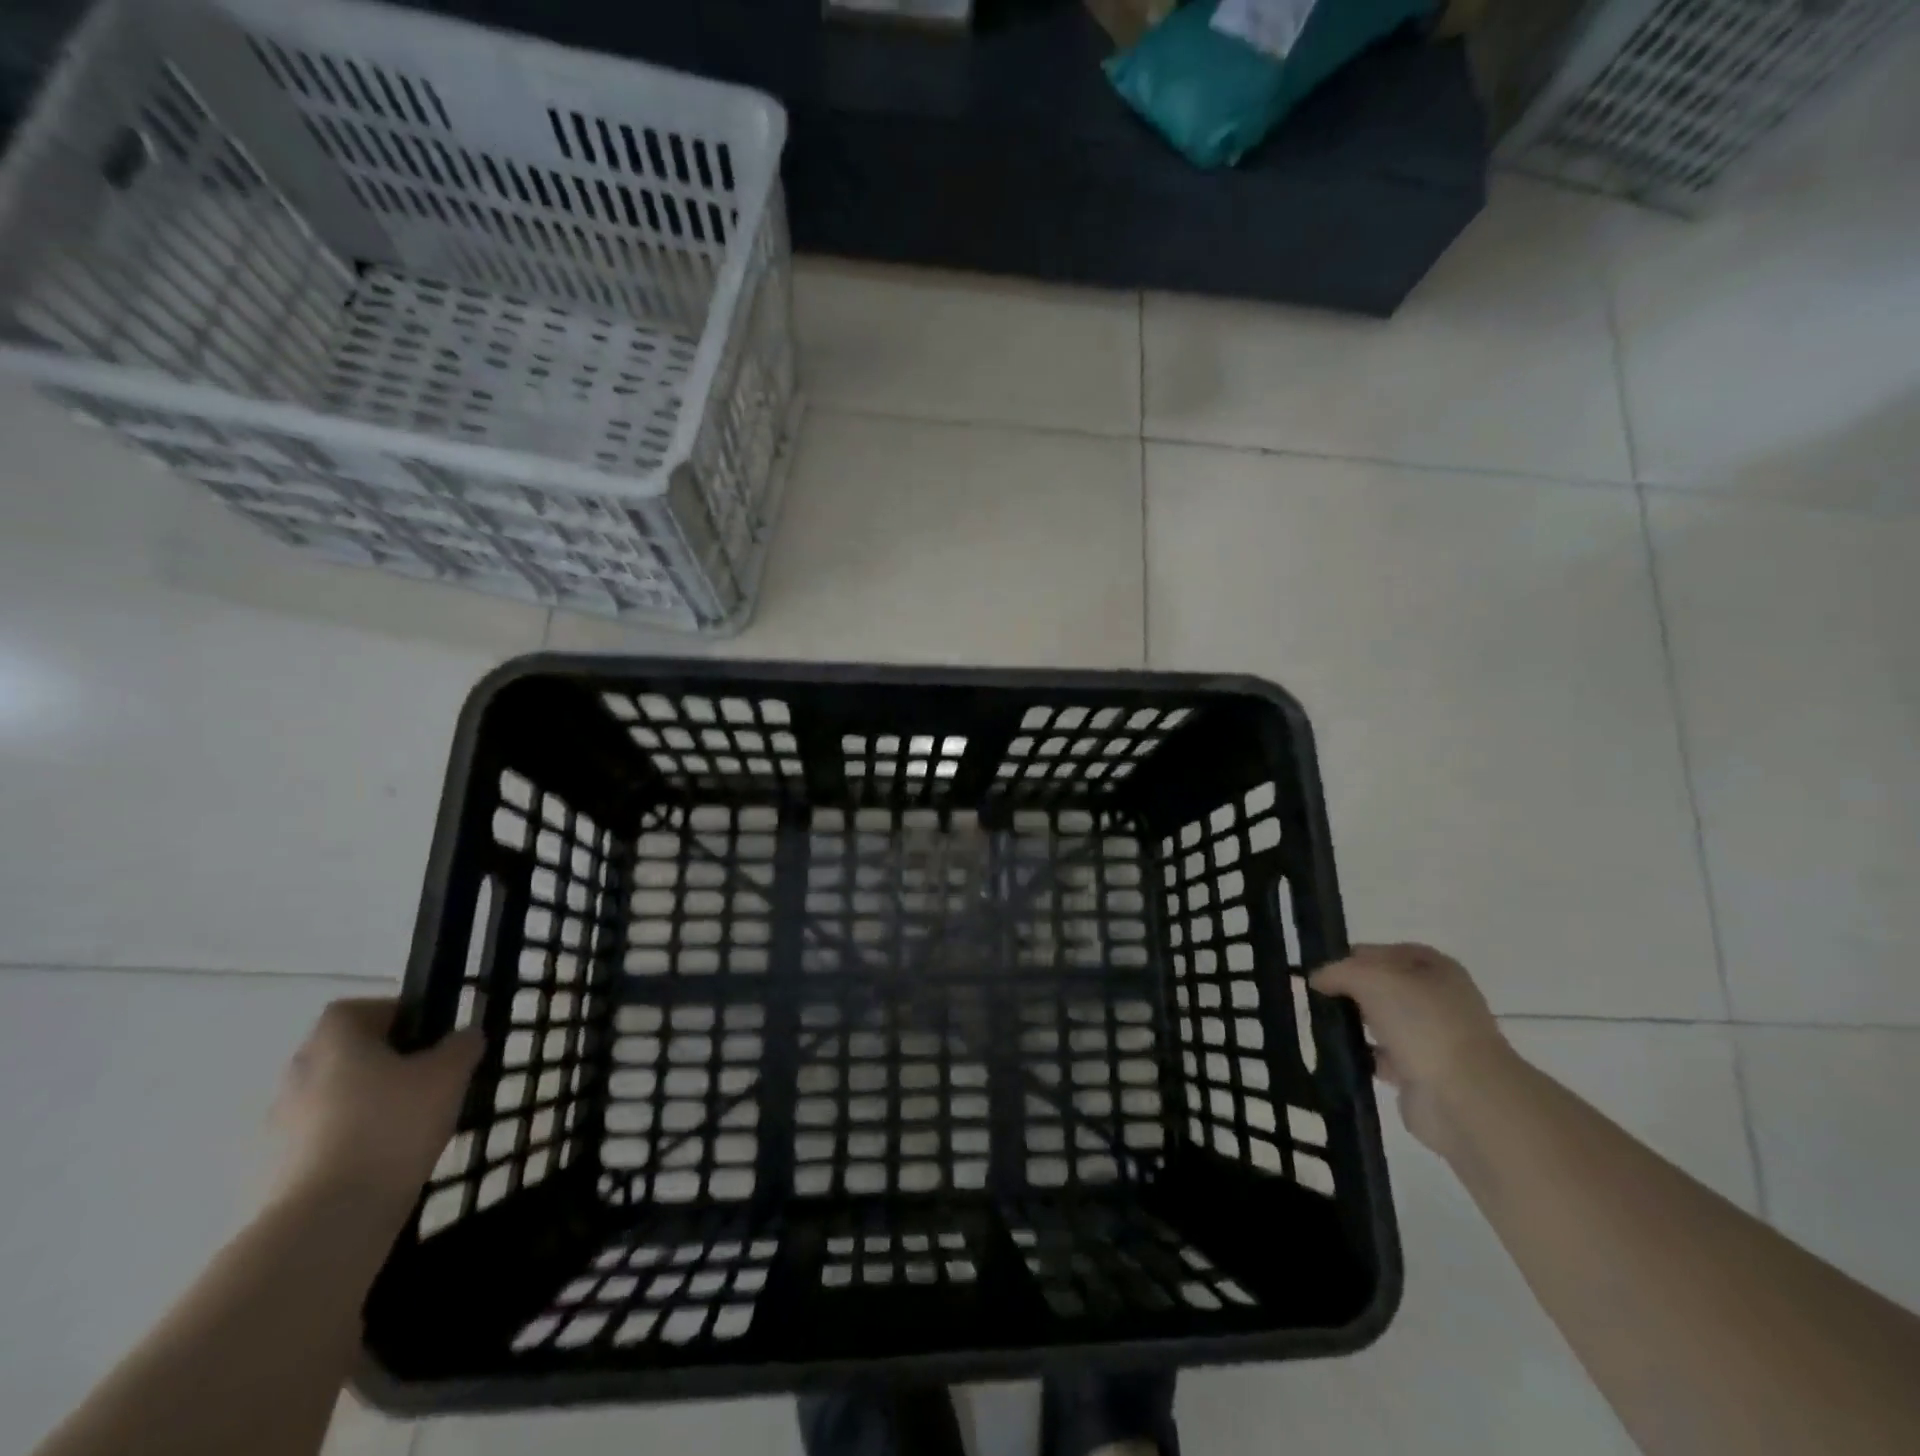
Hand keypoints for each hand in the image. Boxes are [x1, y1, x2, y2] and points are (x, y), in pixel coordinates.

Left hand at [268, 998, 483, 1213]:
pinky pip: (319, 1139)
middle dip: (379, 1059)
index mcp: (334, 1042)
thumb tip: (464, 1036)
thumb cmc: (392, 1126)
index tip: (425, 1032)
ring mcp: (279, 1127)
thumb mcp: (448, 1075)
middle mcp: (297, 1075)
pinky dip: (348, 1140)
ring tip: (409, 1121)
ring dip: (362, 1101)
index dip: (390, 1013)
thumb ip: (461, 1046)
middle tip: (423, 1074)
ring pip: (329, 1097)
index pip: (353, 1009)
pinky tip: (384, 1157)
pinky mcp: (275, 1171)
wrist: (328, 1221)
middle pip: (339, 1053)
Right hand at [1311, 943, 1517, 1152]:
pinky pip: (1382, 1057)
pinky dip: (1362, 1055)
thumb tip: (1317, 979)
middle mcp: (1438, 1000)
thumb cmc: (1422, 1022)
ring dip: (1355, 1024)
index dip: (1354, 957)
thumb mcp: (1371, 978)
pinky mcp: (1421, 1073)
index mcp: (1436, 969)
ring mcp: (1432, 1038)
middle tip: (1318, 997)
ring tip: (1320, 1023)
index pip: (1386, 952)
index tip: (1323, 969)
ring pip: (1382, 1022)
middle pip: (1384, 987)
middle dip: (1352, 991)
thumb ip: (1338, 972)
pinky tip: (1338, 1053)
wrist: (1464, 1097)